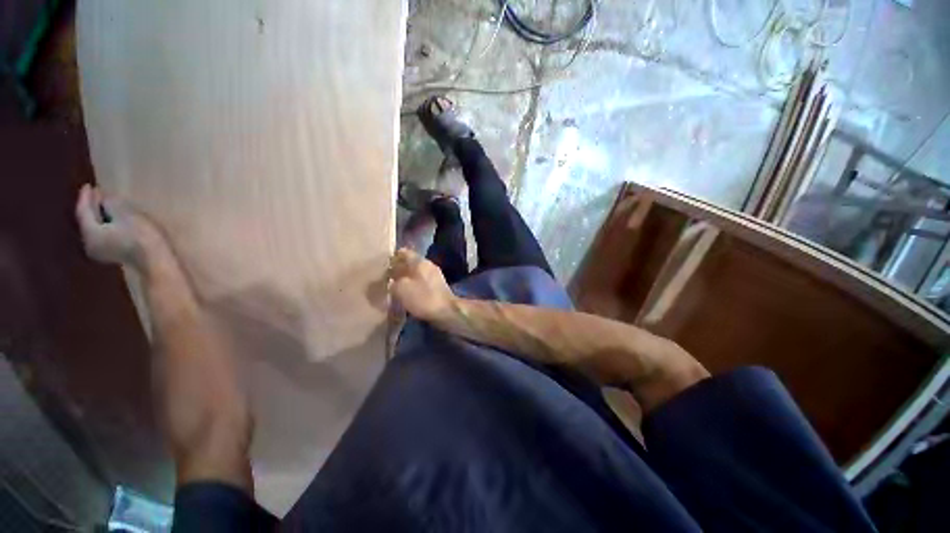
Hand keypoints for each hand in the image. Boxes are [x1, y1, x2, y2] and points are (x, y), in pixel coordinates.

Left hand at [75, 184, 166, 271]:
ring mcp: (101, 251)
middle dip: (91, 207)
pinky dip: (106, 225)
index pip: (83, 211)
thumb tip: (104, 200)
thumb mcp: (126, 215)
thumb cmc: (141, 236)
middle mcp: (89, 243)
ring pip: (95, 229)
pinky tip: (113, 221)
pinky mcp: (113, 254)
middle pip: (87, 221)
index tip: (88, 185)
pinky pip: (104, 235)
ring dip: (99, 216)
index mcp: (90, 233)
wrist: (157, 260)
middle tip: (97, 193)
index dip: (85, 197)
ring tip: (105, 205)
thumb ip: (111, 205)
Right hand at [389, 248, 455, 321]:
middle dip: (399, 268)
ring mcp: (435, 275)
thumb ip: (393, 282)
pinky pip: (422, 281)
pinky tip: (408, 292)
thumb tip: (392, 281)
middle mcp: (428, 265)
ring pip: (417, 272)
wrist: (447, 311)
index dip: (393, 257)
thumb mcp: (401, 289)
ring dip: (406, 277)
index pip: (404, 252)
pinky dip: (414, 284)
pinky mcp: (438, 286)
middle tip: (387, 276)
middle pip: (411, 262)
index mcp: (420, 262)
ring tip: (395, 285)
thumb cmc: (423, 297)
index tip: (383, 264)